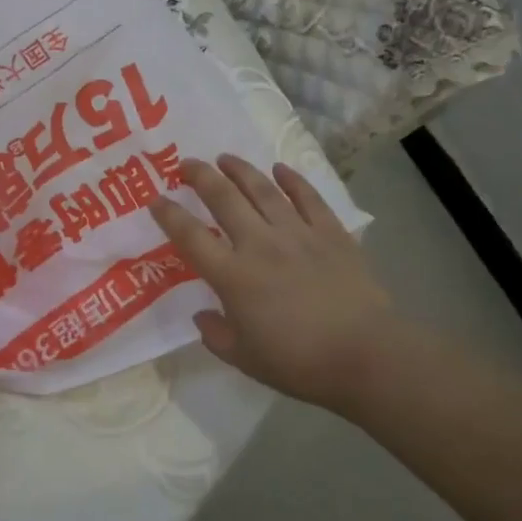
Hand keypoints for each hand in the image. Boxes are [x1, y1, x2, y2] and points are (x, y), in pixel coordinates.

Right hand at [149, 155, 402, 416]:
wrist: (365, 355)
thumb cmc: (299, 363)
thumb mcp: (245, 359)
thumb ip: (216, 335)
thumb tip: (201, 315)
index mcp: (233, 276)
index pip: (191, 237)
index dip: (169, 215)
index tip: (156, 199)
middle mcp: (260, 244)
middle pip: (224, 199)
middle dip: (201, 177)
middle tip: (186, 163)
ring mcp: (297, 233)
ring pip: (263, 190)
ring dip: (240, 170)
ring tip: (225, 158)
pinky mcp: (330, 232)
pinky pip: (308, 198)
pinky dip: (292, 180)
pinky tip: (280, 169)